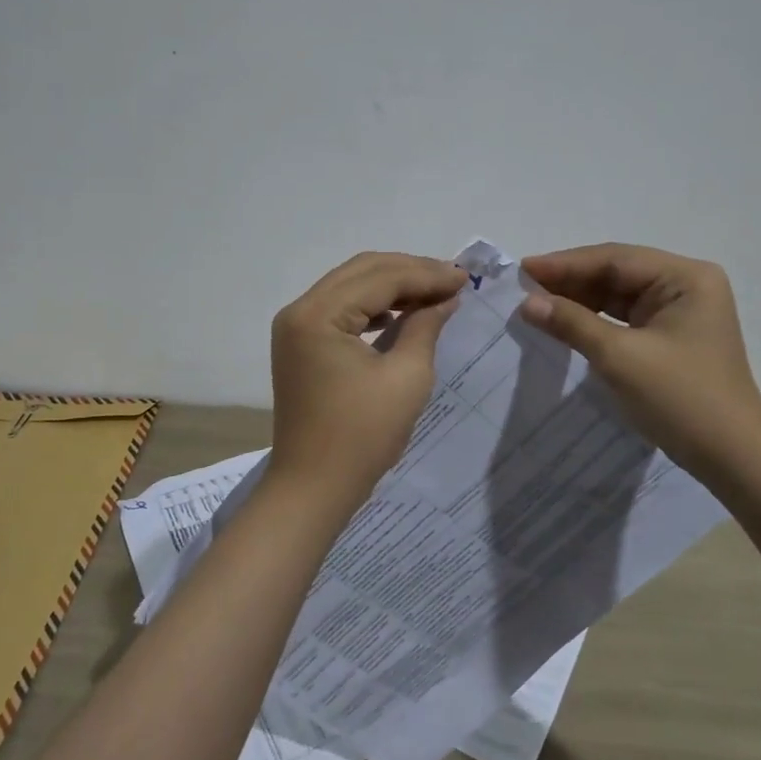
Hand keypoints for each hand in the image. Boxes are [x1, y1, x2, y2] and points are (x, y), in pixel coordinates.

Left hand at [267, 252, 467, 509]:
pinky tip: (402, 314)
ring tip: (434, 293)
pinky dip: (374, 306)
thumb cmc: (361, 437)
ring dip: (393, 285)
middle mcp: (299, 310)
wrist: (312, 488)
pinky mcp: (300, 344)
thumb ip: (425, 326)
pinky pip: (341, 308)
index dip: (426, 274)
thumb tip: (445, 298)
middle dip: (410, 271)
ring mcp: (296, 327)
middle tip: (453, 279)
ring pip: (351, 286)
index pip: (380, 277)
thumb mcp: (407, 378)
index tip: (464, 278)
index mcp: (318, 314)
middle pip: (362, 271)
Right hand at [519, 243, 760, 476]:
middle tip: (523, 287)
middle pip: (617, 273)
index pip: (615, 259)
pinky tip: (564, 322)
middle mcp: (686, 285)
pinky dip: (594, 320)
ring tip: (535, 303)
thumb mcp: (620, 358)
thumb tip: (527, 303)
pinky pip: (625, 318)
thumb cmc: (681, 399)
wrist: (732, 457)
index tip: (523, 269)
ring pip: (618, 296)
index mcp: (685, 277)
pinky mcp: (671, 337)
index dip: (565, 264)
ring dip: (579, 300)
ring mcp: (680, 312)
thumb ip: (572, 323)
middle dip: (570, 281)